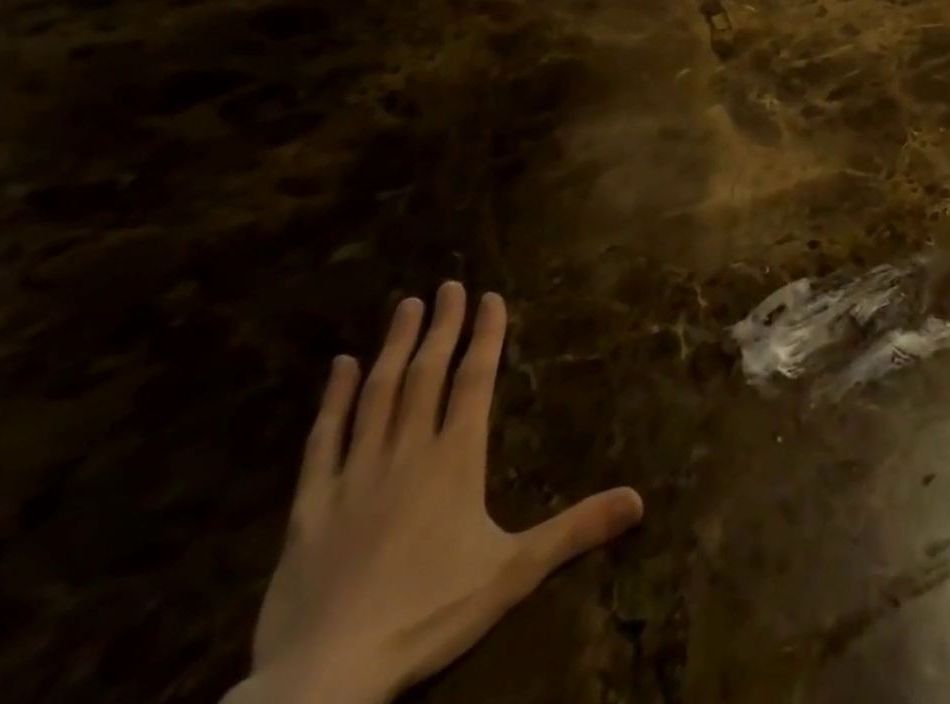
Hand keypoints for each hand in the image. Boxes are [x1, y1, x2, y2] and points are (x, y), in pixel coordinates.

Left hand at [239, 283, 643, 703]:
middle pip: (427, 375)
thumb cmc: (427, 616)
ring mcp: (354, 475)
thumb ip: (575, 530)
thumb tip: (640, 500)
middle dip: (441, 326)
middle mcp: (407, 452)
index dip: (485, 336)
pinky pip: (322, 441)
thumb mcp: (514, 573)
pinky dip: (333, 400)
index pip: (475, 380)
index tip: (489, 297)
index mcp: (455, 459)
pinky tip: (340, 367)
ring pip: (378, 395)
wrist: (323, 679)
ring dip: (394, 347)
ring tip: (406, 305)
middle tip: (448, 285)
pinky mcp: (310, 507)